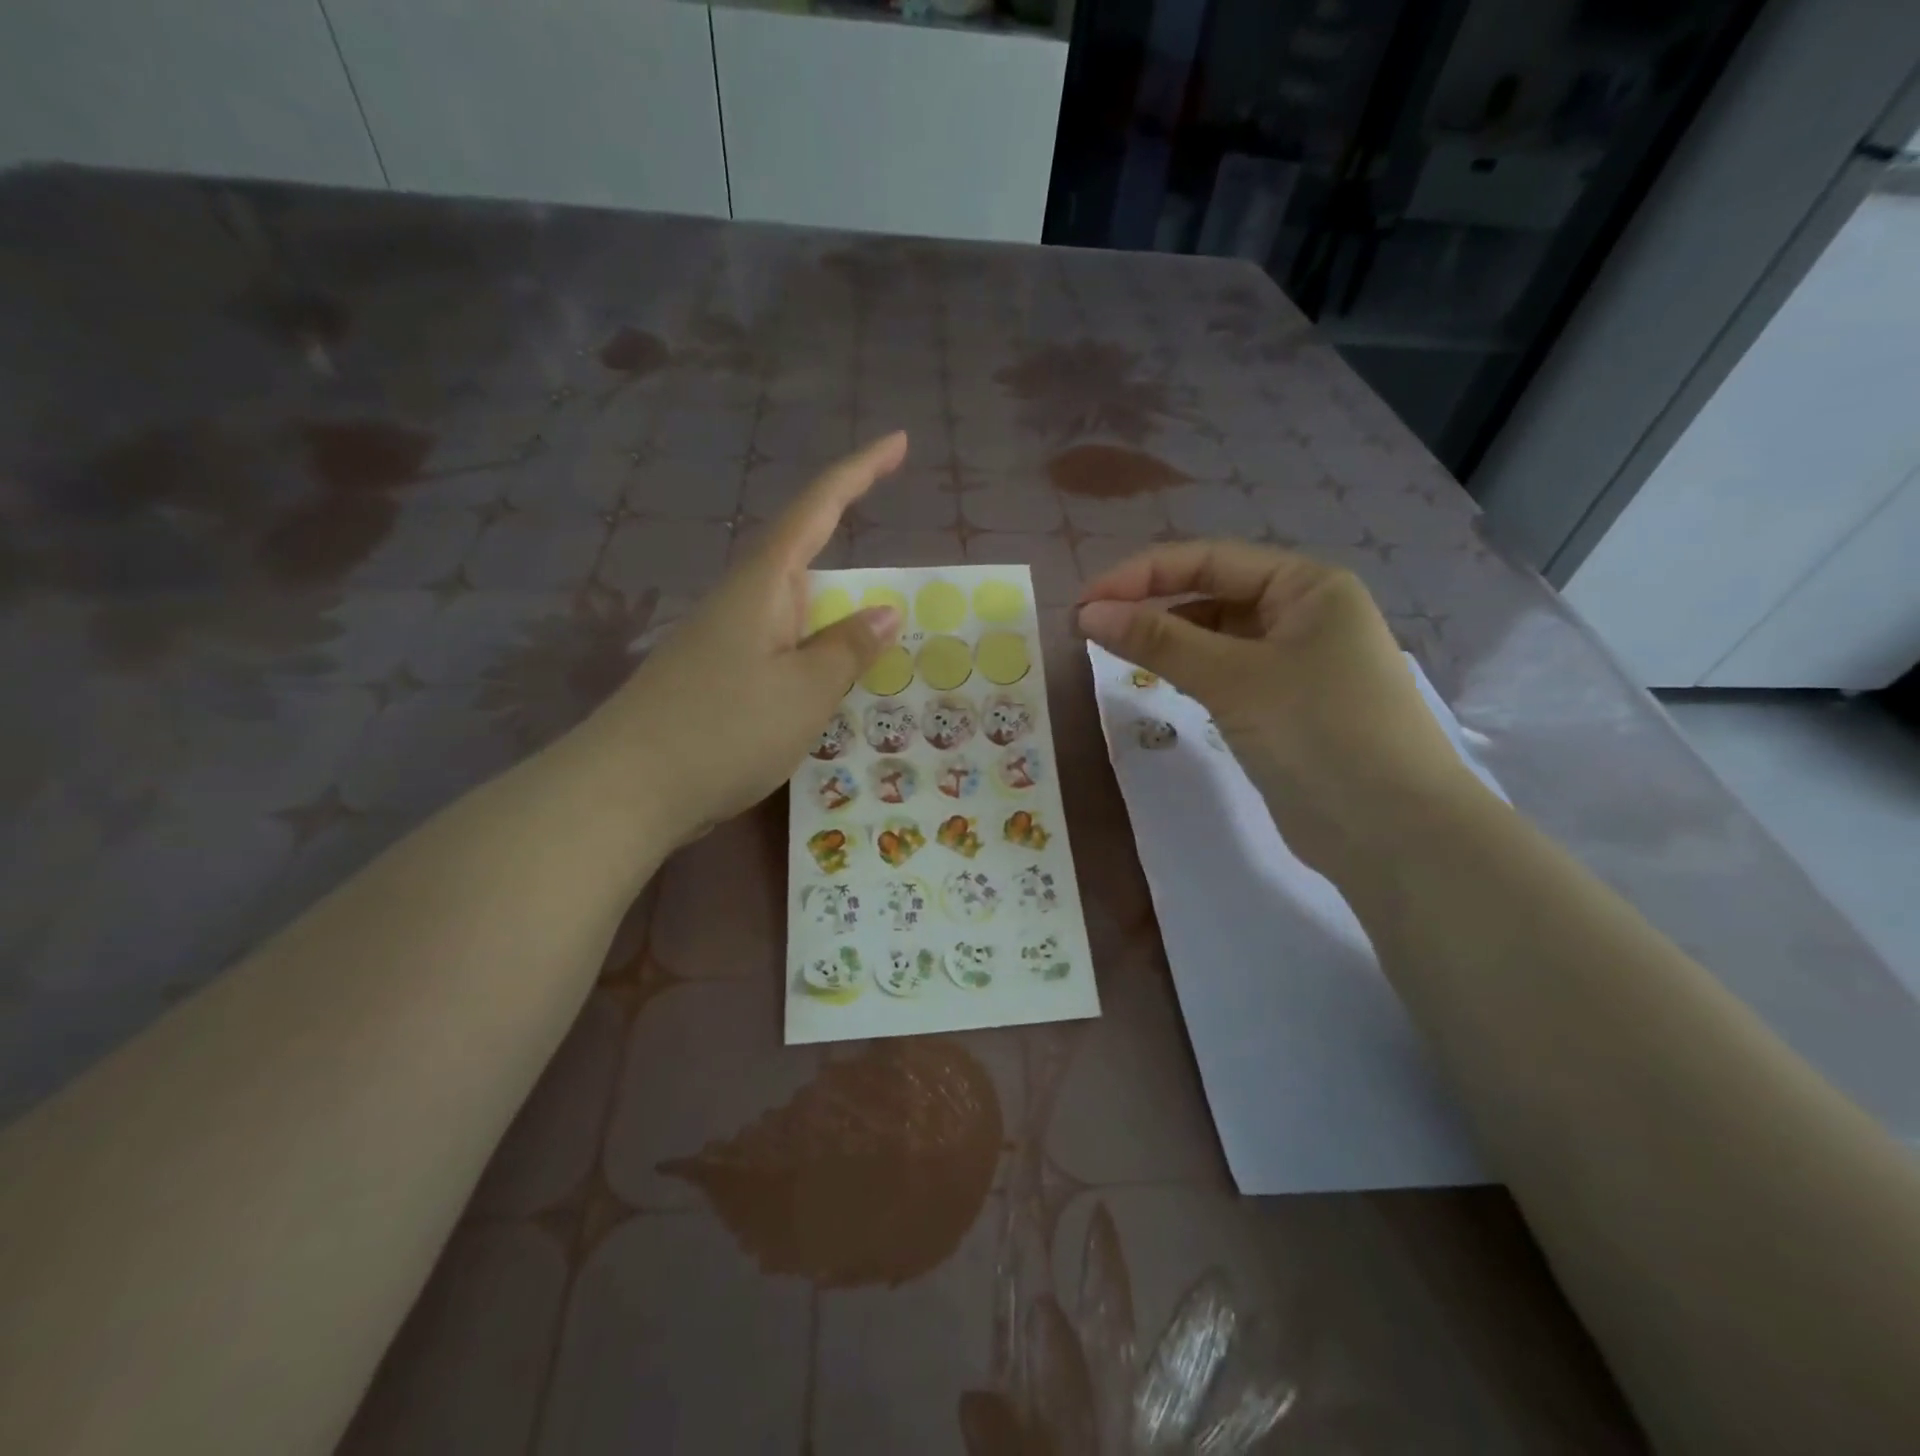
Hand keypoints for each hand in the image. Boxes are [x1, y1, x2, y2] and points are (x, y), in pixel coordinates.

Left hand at [588, 432, 907, 842]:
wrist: (624, 790)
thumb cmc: (724, 730)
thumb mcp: (805, 692)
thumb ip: (847, 649)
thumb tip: (884, 613)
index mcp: (763, 585)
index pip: (818, 509)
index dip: (860, 472)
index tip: (900, 442)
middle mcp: (740, 602)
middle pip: (805, 561)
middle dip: (851, 564)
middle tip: (902, 591)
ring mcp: (722, 643)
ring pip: (792, 615)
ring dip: (833, 624)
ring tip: (873, 655)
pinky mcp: (714, 681)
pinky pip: (778, 653)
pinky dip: (811, 659)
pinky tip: (823, 691)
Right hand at [1077, 540, 1483, 878]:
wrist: (1394, 833)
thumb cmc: (1319, 733)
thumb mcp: (1233, 679)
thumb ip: (1158, 641)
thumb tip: (1088, 613)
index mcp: (1308, 585)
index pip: (1209, 560)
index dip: (1141, 575)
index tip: (1085, 603)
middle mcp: (1306, 614)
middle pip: (1214, 593)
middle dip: (1152, 604)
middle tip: (1091, 628)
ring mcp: (1299, 662)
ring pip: (1219, 635)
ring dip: (1169, 638)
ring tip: (1115, 652)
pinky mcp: (1288, 706)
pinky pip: (1228, 673)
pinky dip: (1191, 671)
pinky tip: (1160, 680)